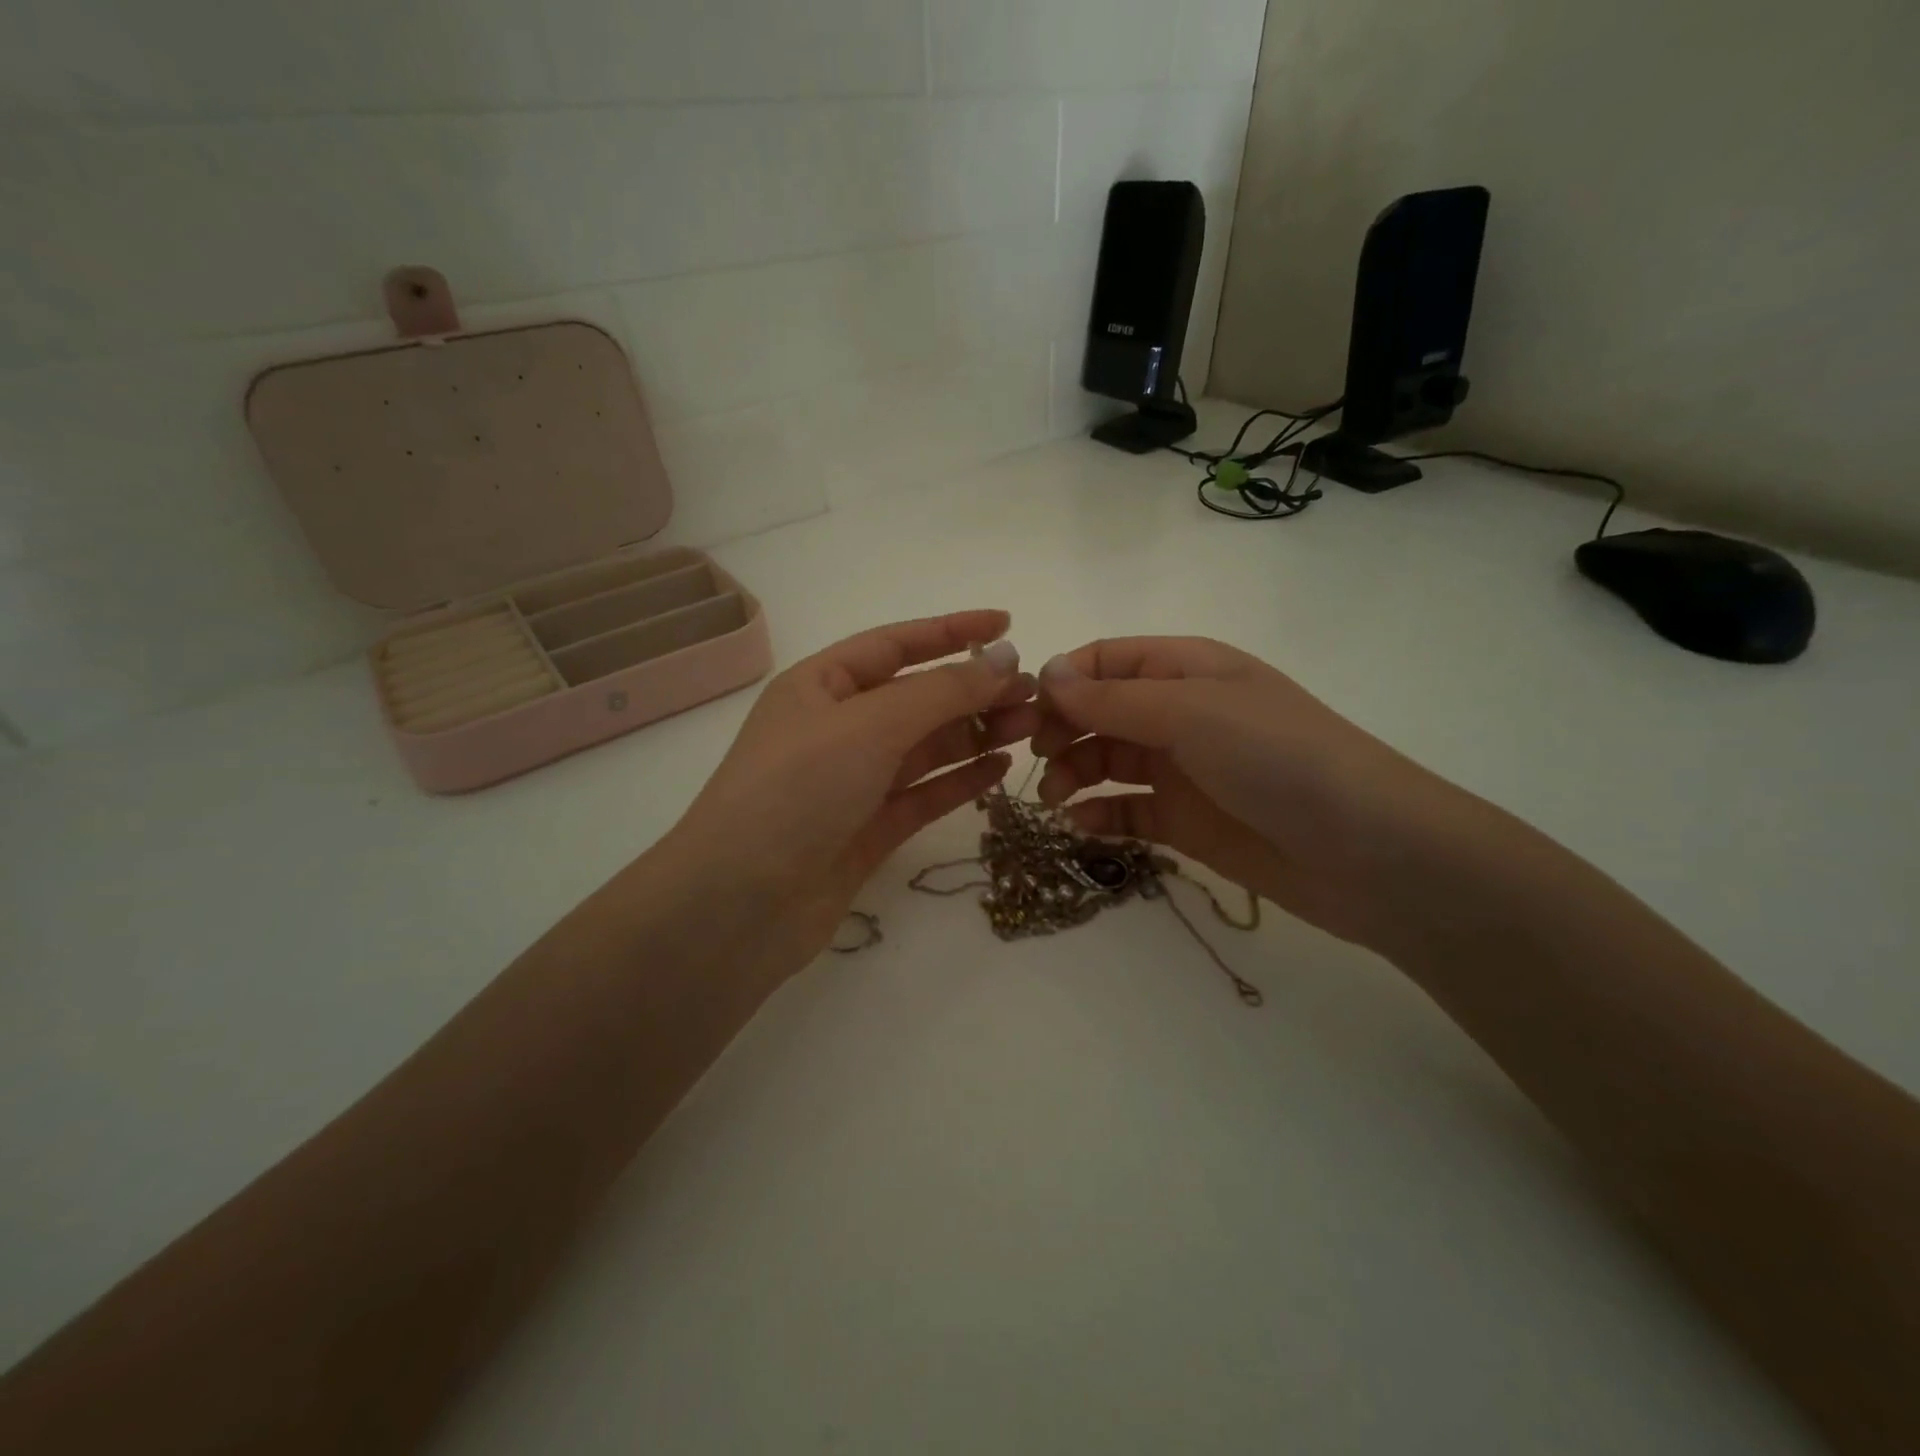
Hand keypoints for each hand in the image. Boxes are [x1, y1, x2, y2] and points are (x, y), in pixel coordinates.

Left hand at [666, 610, 1036, 976]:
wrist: (741, 904)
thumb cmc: (797, 790)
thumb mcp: (870, 725)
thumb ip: (942, 692)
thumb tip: (1005, 659)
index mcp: (821, 686)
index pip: (896, 644)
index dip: (951, 631)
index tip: (1006, 625)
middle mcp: (837, 728)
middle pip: (917, 698)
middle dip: (974, 690)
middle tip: (1036, 693)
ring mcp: (852, 782)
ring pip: (925, 747)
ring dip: (976, 733)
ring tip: (1031, 728)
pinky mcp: (867, 830)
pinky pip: (923, 794)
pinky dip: (961, 780)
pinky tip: (1001, 769)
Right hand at [1030, 637, 1475, 952]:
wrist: (1366, 852)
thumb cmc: (1277, 758)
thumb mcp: (1191, 712)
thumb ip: (1113, 698)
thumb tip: (1046, 672)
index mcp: (1186, 668)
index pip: (1105, 660)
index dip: (1063, 681)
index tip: (1028, 714)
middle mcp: (1180, 713)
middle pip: (1099, 712)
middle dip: (1062, 731)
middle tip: (1038, 761)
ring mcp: (1182, 769)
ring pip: (1107, 762)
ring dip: (1072, 775)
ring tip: (1053, 800)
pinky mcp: (1185, 821)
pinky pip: (1127, 811)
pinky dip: (1098, 815)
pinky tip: (1079, 827)